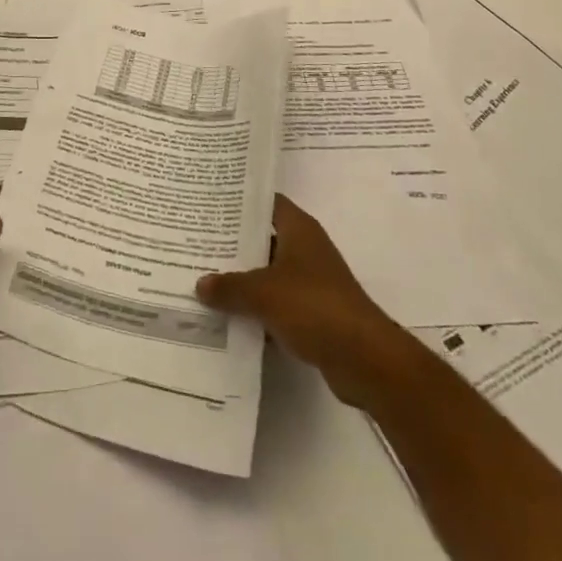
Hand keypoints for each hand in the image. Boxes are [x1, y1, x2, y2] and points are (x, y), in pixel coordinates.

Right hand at [197, 194, 407, 406]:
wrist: (364, 358)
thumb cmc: (313, 306)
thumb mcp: (263, 293)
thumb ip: (229, 286)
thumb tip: (200, 284)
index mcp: (298, 228)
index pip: (264, 202)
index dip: (238, 202)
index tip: (208, 203)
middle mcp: (306, 248)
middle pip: (263, 238)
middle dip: (233, 244)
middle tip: (197, 242)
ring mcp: (311, 281)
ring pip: (268, 273)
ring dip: (243, 280)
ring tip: (204, 279)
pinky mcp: (314, 313)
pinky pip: (277, 303)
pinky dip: (257, 309)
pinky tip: (229, 317)